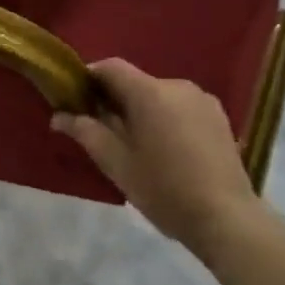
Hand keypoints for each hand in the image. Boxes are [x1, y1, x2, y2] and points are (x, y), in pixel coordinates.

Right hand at [52, 58, 260, 252]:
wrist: (225, 217)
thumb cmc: (163, 188)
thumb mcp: (115, 162)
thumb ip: (86, 132)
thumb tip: (59, 116)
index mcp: (149, 92)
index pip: (110, 67)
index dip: (88, 78)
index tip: (74, 100)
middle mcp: (177, 85)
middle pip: (135, 83)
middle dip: (114, 100)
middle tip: (100, 132)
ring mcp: (202, 100)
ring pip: (158, 96)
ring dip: (141, 111)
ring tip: (135, 146)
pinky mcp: (219, 117)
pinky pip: (180, 108)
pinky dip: (165, 119)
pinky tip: (164, 150)